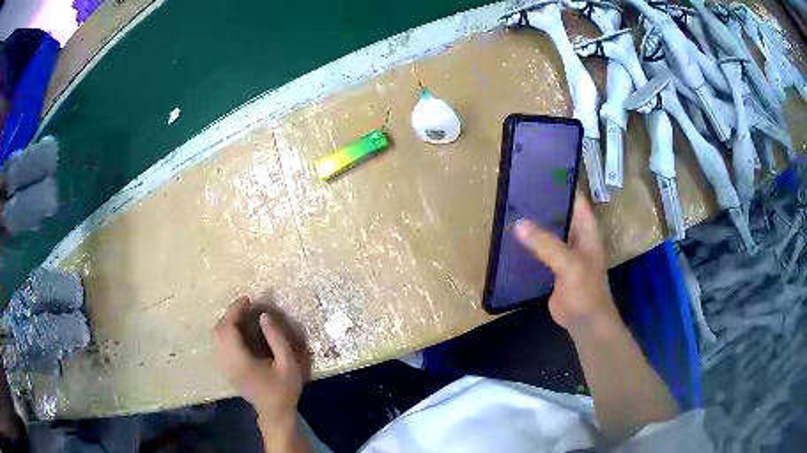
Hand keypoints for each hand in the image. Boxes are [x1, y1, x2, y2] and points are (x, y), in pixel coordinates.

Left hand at [213, 296, 303, 421]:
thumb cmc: (283, 390)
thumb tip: (264, 316)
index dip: (235, 310)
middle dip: (229, 314)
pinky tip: (240, 331)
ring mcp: (224, 366)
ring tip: (243, 316)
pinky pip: (219, 344)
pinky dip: (226, 332)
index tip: (248, 300)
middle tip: (246, 307)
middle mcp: (226, 362)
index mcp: (240, 360)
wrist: (275, 413)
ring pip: (216, 337)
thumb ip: (276, 339)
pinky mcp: (226, 369)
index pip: (228, 328)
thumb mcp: (288, 364)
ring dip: (227, 322)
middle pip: (218, 330)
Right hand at [514, 194, 619, 333]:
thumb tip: (518, 224)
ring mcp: (565, 252)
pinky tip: (511, 239)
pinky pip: (540, 250)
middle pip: (559, 213)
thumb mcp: (569, 264)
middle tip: (515, 191)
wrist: (585, 322)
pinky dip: (528, 244)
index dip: (559, 185)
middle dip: (541, 203)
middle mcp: (576, 236)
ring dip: (533, 223)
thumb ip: (546, 244)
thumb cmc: (586, 291)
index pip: (574, 198)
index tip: (536, 173)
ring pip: (548, 231)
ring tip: (509, 209)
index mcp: (586, 229)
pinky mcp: (553, 267)